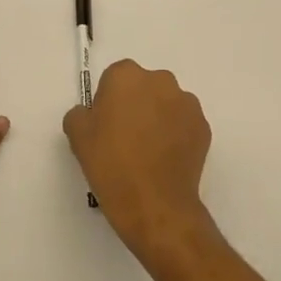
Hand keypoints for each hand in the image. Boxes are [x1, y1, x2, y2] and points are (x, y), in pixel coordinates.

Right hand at [63, 61, 213, 264]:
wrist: (154, 204)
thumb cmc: (111, 165)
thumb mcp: (77, 136)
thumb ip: (80, 113)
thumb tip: (92, 113)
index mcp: (126, 76)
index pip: (114, 78)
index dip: (108, 101)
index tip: (105, 126)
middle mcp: (160, 80)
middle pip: (143, 87)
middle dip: (136, 105)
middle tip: (125, 139)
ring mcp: (186, 103)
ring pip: (166, 104)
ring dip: (158, 118)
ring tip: (148, 152)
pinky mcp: (203, 126)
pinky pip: (184, 124)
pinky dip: (176, 135)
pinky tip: (165, 160)